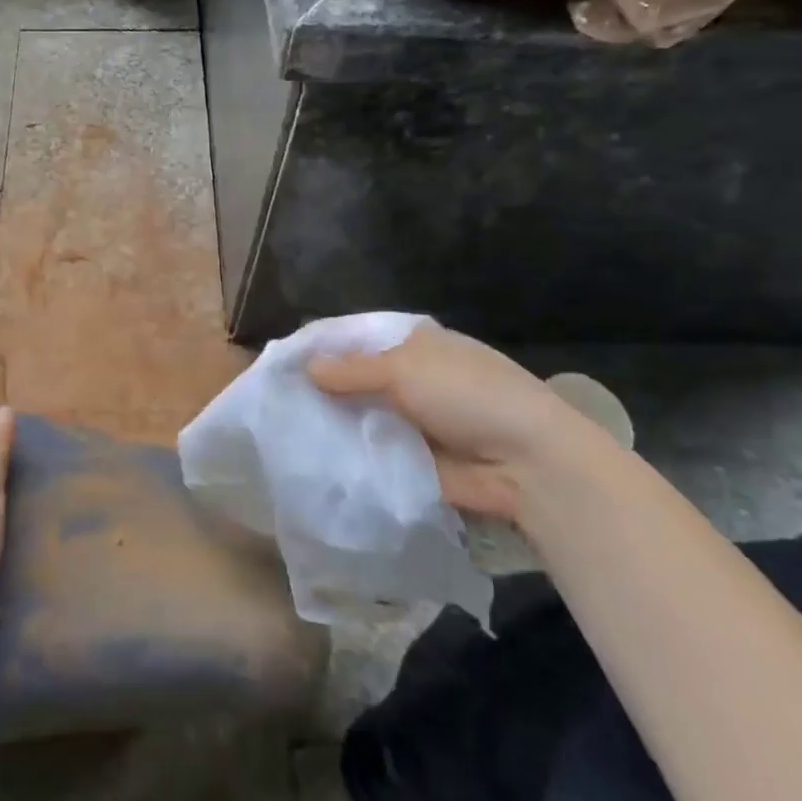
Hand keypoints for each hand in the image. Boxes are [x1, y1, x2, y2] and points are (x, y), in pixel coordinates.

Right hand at [308, 326, 610, 523]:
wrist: (527, 463)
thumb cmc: (468, 395)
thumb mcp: (404, 369)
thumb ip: (351, 370)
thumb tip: (305, 368)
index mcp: (414, 343)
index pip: (357, 338)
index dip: (322, 346)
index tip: (282, 361)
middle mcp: (410, 377)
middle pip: (354, 378)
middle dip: (321, 387)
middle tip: (274, 398)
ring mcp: (410, 419)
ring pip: (359, 415)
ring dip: (331, 421)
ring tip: (281, 427)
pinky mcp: (410, 458)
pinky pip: (370, 451)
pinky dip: (346, 452)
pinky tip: (309, 455)